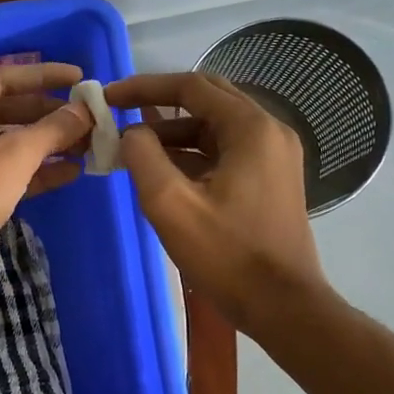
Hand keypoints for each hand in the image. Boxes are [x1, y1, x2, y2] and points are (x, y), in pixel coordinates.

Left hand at [0, 62, 93, 325]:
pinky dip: (38, 173)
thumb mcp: (10, 158)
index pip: (1, 80)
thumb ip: (50, 130)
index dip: (42, 76)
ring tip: (89, 144)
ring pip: (10, 146)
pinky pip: (10, 176)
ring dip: (48, 144)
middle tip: (89, 117)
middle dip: (48, 113)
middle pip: (7, 112)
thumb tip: (84, 110)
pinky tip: (72, 173)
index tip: (80, 78)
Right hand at [106, 72, 326, 333]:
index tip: (108, 97)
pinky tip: (162, 172)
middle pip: (207, 99)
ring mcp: (273, 155)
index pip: (191, 86)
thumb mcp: (171, 205)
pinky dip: (192, 154)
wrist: (284, 307)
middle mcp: (269, 130)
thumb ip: (143, 157)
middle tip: (119, 114)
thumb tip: (132, 133)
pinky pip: (225, 151)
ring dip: (174, 133)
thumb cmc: (228, 256)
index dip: (145, 87)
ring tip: (132, 150)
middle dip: (159, 104)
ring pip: (215, 127)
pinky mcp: (270, 178)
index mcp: (251, 128)